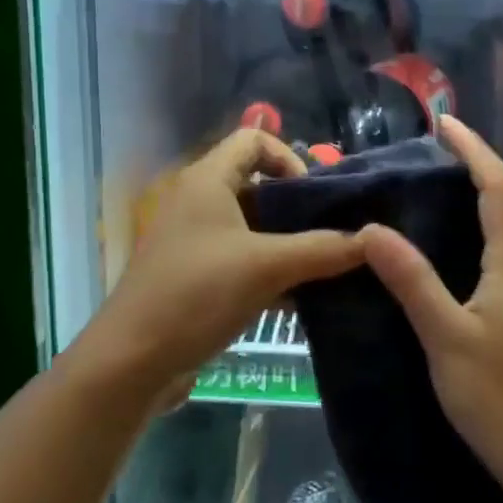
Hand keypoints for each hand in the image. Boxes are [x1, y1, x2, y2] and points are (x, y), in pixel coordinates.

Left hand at [98, 128, 364, 394]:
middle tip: (332, 232)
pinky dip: (269, 270)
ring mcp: (194, 240)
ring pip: (251, 227)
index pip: (253, 139)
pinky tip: (299, 299)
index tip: (316, 196)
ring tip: (325, 266)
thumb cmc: (197, 294)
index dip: (289, 158)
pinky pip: (240, 259)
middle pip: (256, 184)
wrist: (131, 362)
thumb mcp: (267, 267)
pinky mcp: (194, 275)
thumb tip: (372, 239)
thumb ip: (322, 249)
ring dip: (287, 243)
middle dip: (297, 206)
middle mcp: (198, 201)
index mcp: (207, 180)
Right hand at [359, 116, 502, 502]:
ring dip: (478, 202)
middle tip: (429, 156)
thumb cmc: (501, 401)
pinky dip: (481, 236)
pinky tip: (454, 257)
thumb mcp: (447, 339)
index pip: (498, 186)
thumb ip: (412, 281)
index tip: (445, 121)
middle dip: (473, 169)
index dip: (473, 148)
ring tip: (435, 197)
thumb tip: (373, 228)